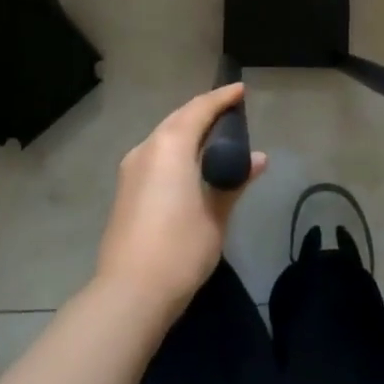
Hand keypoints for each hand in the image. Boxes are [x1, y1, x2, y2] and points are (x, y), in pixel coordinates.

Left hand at [97, 83, 265, 315]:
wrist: (130, 292)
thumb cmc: (180, 248)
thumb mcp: (216, 214)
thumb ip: (235, 180)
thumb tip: (257, 159)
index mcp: (170, 145)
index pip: (199, 109)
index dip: (222, 98)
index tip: (241, 91)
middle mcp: (146, 148)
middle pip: (179, 119)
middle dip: (204, 111)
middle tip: (231, 112)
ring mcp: (131, 169)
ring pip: (164, 136)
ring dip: (188, 131)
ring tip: (216, 137)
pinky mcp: (126, 189)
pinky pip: (156, 154)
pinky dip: (177, 149)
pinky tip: (192, 164)